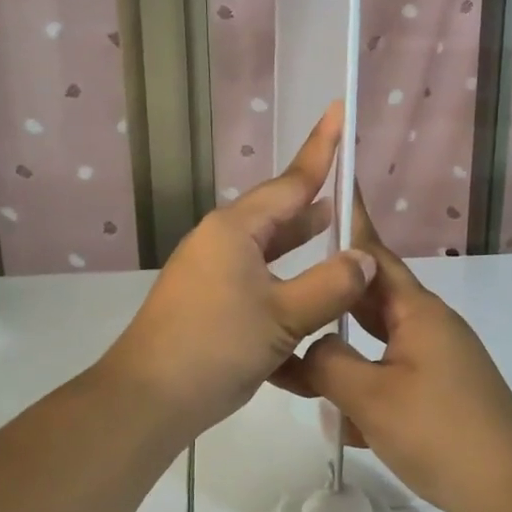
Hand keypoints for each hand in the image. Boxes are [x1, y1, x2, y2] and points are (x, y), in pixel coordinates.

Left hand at [100, 103, 375, 440]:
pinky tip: (310, 318)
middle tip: (352, 197)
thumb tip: (364, 260)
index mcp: (236, 230)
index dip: (322, 150)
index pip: (292, 182)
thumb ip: (331, 285)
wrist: (147, 400)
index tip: (339, 111)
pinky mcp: (209, 308)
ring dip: (303, 254)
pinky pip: (258, 289)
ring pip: (270, 256)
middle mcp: (221, 244)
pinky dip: (285, 295)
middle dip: (315, 209)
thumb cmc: (216, 346)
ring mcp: (212, 276)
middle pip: (279, 217)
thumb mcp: (284, 315)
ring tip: (339, 246)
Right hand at [274, 205, 511, 511]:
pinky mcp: (439, 394)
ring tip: (297, 359)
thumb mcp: (371, 397)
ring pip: (377, 343)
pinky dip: (363, 388)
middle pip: (370, 299)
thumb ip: (328, 363)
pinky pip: (389, 376)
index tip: (328, 193)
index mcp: (418, 312)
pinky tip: (338, 418)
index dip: (350, 225)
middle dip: (330, 298)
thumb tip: (313, 348)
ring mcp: (437, 362)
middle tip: (285, 291)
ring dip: (342, 351)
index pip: (374, 256)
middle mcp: (429, 327)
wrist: (510, 490)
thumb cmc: (440, 433)